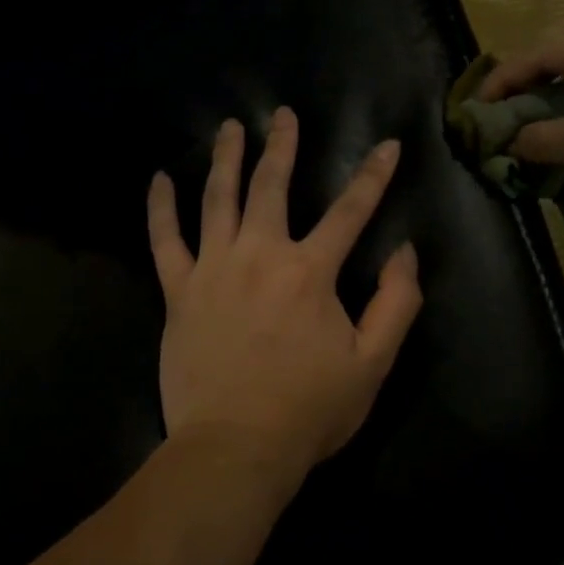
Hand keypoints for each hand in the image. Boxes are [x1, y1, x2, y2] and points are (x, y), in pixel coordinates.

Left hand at [146, 108, 422, 485]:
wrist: (235, 449)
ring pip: (218, 199)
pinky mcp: (179, 292)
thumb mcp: (373, 363)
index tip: (387, 144)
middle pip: (272, 186)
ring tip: (229, 128)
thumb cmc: (309, 410)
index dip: (373, 175)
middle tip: (283, 114)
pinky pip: (165, 240)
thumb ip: (397, 303)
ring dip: (225, 159)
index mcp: (310, 271)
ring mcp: (213, 269)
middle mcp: (260, 255)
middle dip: (282, 146)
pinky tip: (159, 180)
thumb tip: (404, 251)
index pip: (350, 210)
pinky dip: (161, 208)